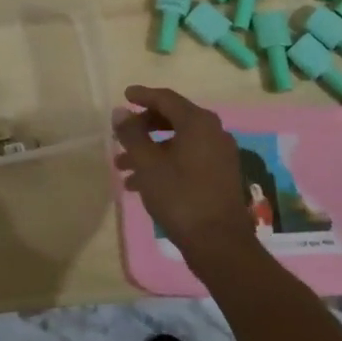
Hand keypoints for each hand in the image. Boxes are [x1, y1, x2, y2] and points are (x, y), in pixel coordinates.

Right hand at [112, 85, 257, 271]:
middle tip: (122, 134)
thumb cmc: (180, 197)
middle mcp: (213, 132)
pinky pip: (188, 158)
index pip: (166, 99)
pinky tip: (142, 184)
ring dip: (150, 149)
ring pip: (179, 142)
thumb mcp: (148, 164)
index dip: (143, 96)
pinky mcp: (221, 175)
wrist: (219, 244)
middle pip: (173, 118)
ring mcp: (220, 154)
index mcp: (198, 122)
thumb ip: (132, 134)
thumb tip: (120, 111)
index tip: (125, 96)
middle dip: (144, 127)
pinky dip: (165, 163)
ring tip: (123, 167)